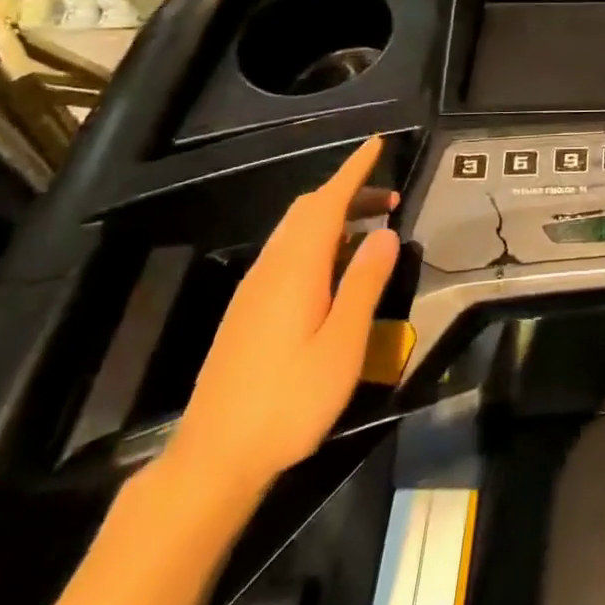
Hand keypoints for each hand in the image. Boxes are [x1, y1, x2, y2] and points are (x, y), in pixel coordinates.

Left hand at [168, 137, 400, 496]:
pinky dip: (317, 240)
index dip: (353, 171)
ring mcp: (253, 291)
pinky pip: (286, 254)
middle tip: (389, 197)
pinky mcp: (247, 312)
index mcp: (295, 270)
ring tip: (370, 228)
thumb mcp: (343, 344)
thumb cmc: (290, 400)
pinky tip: (336, 268)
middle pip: (307, 211)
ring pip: (294, 232)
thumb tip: (385, 232)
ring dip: (333, 216)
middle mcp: (270, 270)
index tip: (376, 145)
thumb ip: (365, 283)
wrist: (215, 458)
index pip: (326, 203)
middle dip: (347, 192)